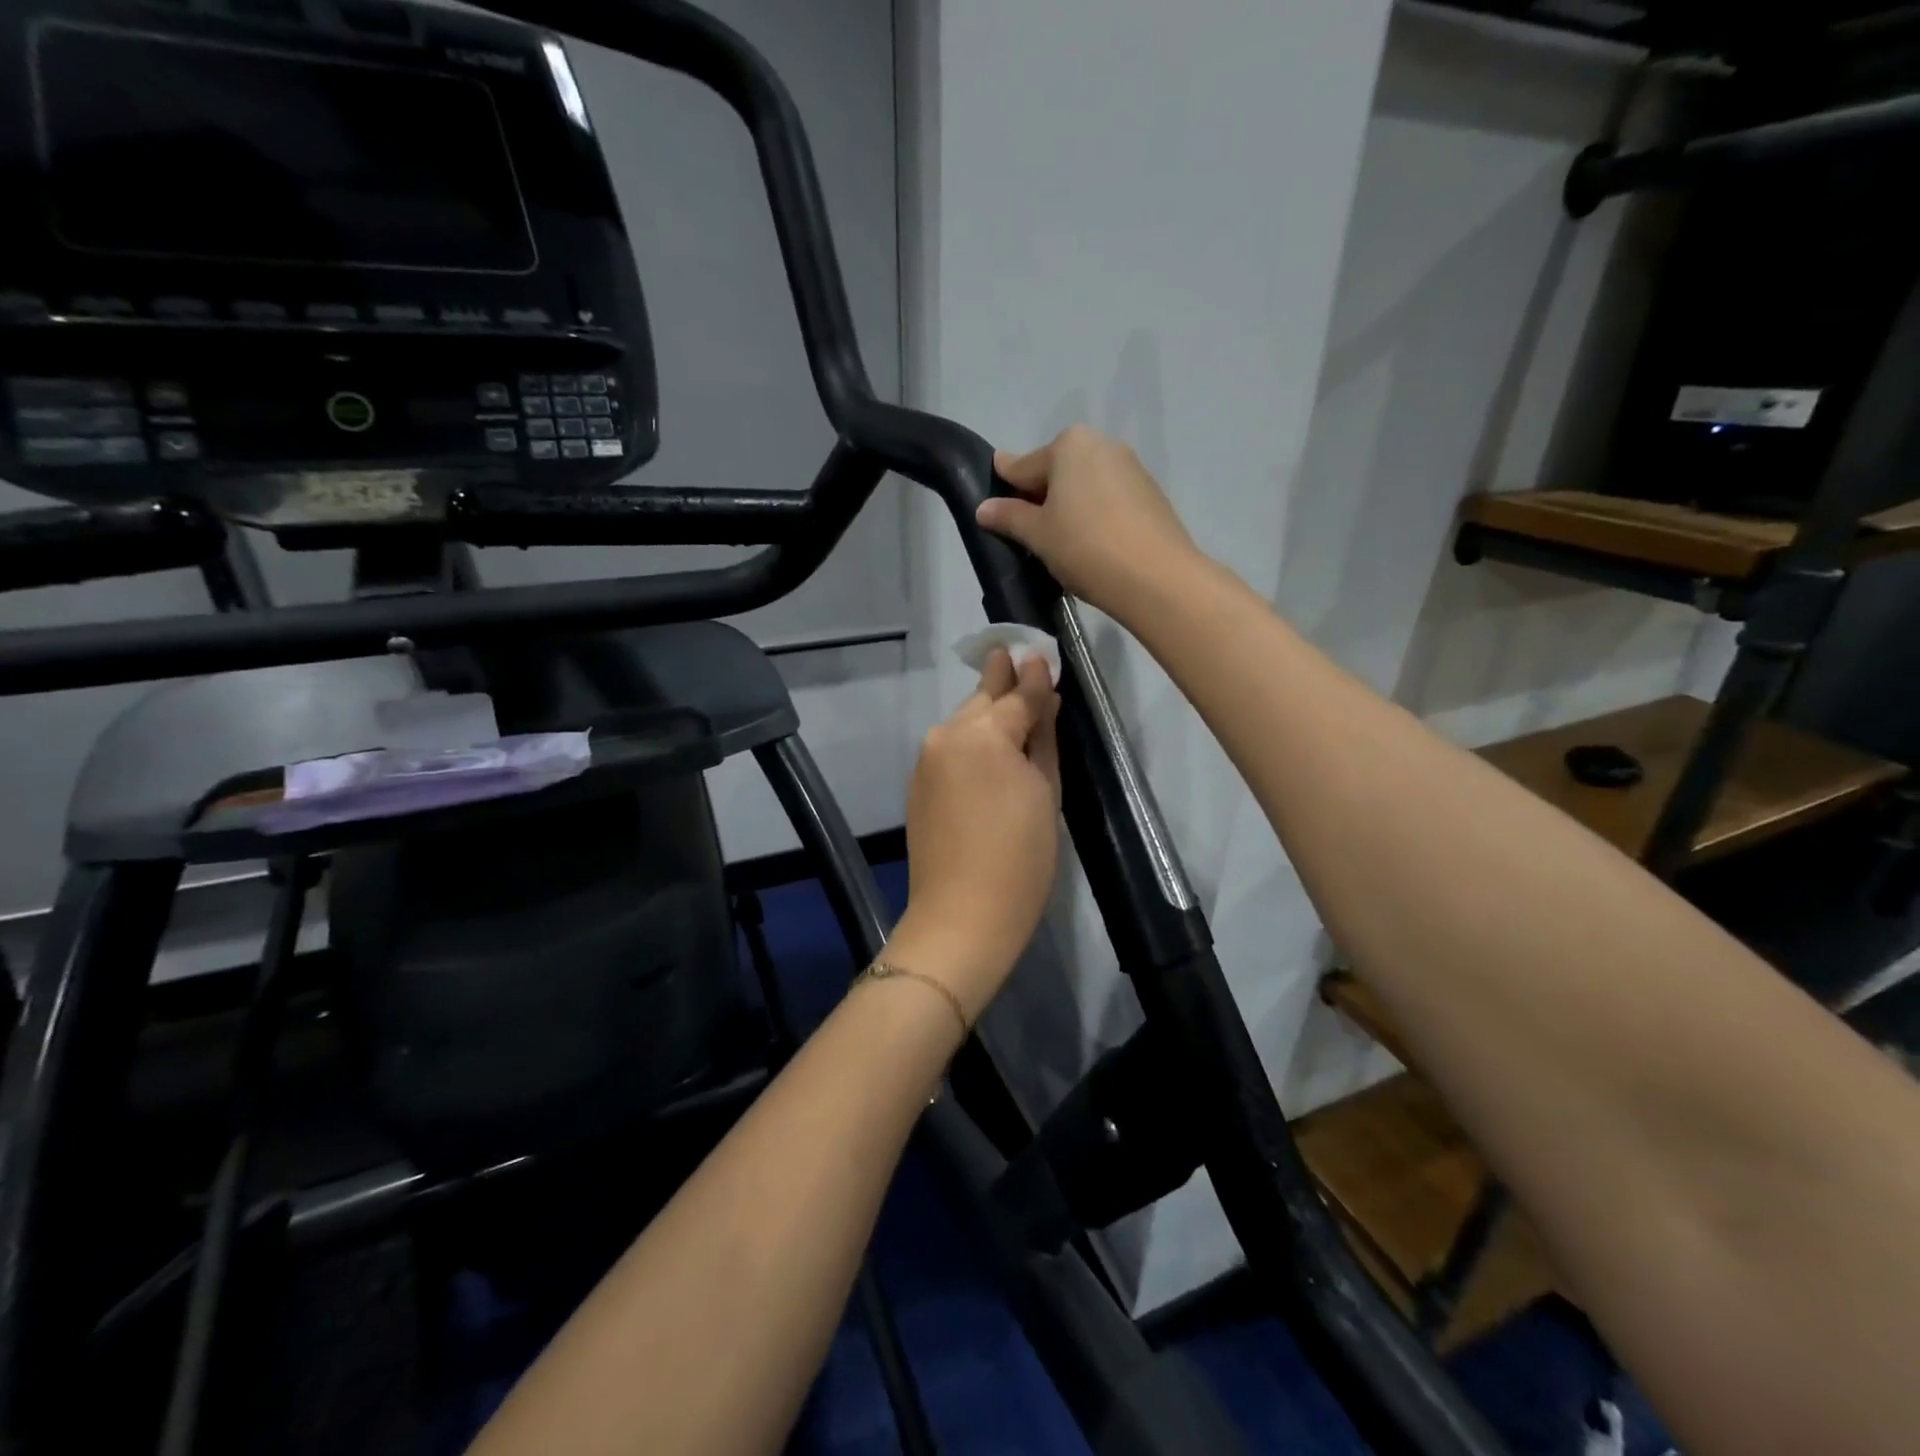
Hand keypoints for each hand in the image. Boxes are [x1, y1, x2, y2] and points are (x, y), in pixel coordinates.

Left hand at [893, 650, 1060, 1020]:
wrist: (962, 916)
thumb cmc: (1020, 858)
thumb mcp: (1045, 791)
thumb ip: (1041, 735)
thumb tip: (1043, 694)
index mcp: (982, 734)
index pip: (1017, 694)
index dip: (1034, 676)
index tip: (1044, 654)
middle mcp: (945, 734)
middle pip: (981, 699)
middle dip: (1003, 683)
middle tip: (1023, 661)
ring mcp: (925, 759)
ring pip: (963, 722)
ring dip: (987, 713)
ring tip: (1014, 706)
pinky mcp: (917, 783)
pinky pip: (950, 748)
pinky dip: (971, 741)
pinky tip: (991, 751)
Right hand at [978, 425, 1200, 619]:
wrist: (1156, 577)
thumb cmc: (1085, 547)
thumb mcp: (1038, 534)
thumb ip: (1009, 517)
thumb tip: (983, 508)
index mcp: (1069, 444)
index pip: (1022, 465)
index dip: (1005, 488)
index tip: (994, 508)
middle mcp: (1101, 444)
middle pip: (1056, 472)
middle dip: (1040, 498)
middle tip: (1029, 535)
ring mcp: (1131, 468)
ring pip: (1084, 486)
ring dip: (1069, 508)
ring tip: (1061, 545)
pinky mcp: (1150, 495)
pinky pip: (1108, 500)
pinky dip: (1094, 516)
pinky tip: (1091, 546)